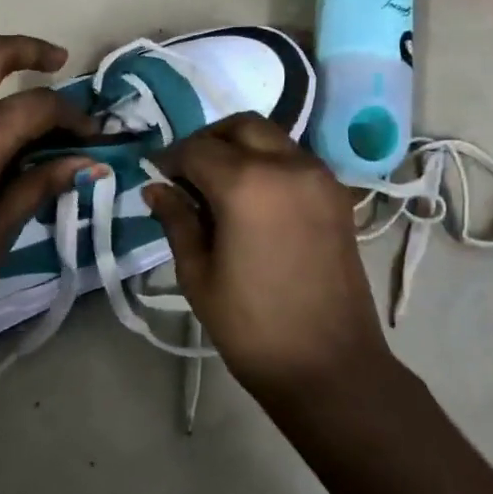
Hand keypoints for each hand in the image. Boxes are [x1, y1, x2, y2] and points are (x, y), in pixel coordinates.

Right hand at [145, 114, 392, 396]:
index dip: (169, 159)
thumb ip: (177, 221)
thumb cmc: (252, 325)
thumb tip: (156, 189)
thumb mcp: (198, 274)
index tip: (155, 177)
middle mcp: (287, 165)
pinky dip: (268, 162)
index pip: (196, 150)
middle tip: (186, 173)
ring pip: (271, 137)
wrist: (329, 365)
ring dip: (240, 147)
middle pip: (240, 127)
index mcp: (246, 184)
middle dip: (207, 141)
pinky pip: (295, 159)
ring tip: (218, 185)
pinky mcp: (337, 196)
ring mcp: (319, 177)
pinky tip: (252, 198)